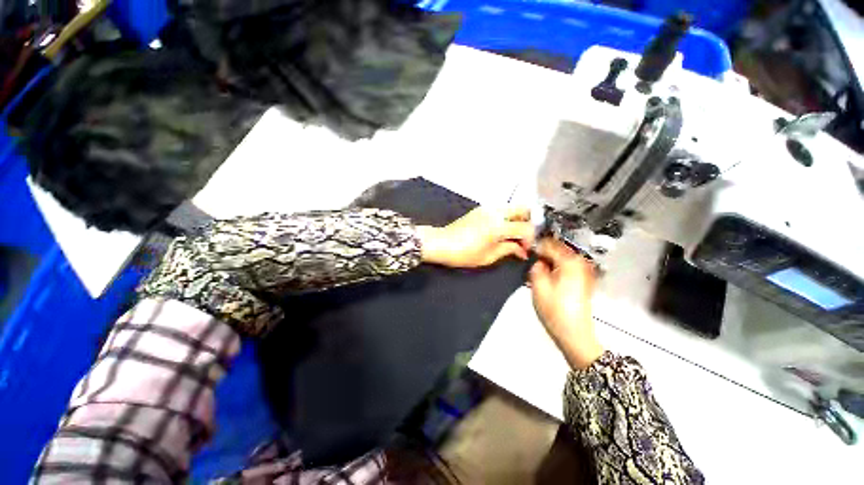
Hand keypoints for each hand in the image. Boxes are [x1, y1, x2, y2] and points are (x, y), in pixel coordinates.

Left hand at [418, 206, 533, 267]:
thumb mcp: (488, 257)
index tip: (524, 249)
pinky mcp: (480, 209)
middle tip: (523, 237)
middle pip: (523, 209)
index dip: (529, 240)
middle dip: (528, 223)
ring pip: (512, 207)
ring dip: (517, 219)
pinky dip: (506, 217)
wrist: (441, 243)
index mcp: (498, 226)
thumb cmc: (463, 253)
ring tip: (512, 235)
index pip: (525, 228)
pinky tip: (501, 230)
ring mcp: (487, 208)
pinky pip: (500, 209)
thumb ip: (508, 250)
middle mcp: (495, 212)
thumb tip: (521, 250)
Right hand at [529, 238, 602, 369]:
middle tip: (529, 264)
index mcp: (569, 262)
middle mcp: (579, 263)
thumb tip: (538, 261)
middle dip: (542, 254)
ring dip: (547, 262)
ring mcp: (583, 272)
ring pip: (560, 258)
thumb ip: (535, 267)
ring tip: (536, 273)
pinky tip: (546, 279)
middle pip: (556, 249)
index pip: (548, 244)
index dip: (534, 247)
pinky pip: (565, 267)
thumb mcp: (538, 287)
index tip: (524, 252)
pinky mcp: (582, 280)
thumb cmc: (555, 310)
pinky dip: (554, 269)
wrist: (574, 333)